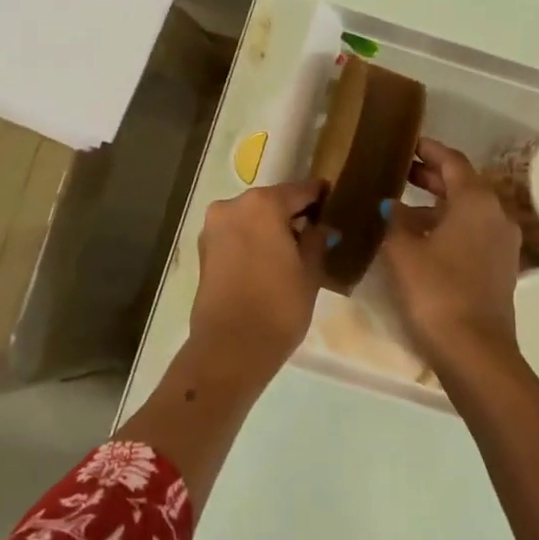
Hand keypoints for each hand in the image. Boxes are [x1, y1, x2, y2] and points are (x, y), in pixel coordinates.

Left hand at [190, 179, 329, 378]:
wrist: (230, 349)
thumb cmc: (278, 306)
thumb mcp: (310, 272)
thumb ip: (316, 240)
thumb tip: (319, 228)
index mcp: (263, 203)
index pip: (301, 191)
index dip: (320, 197)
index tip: (335, 203)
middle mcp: (233, 205)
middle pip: (272, 202)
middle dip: (292, 214)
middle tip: (315, 232)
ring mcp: (213, 227)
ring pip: (251, 218)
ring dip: (270, 228)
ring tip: (291, 251)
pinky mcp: (203, 250)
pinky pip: (236, 235)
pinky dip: (252, 241)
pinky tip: (268, 262)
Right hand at [380, 139, 522, 367]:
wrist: (475, 351)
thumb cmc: (436, 291)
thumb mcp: (403, 251)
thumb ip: (394, 220)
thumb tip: (390, 204)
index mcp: (476, 200)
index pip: (452, 161)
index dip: (428, 150)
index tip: (407, 144)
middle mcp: (496, 214)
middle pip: (463, 184)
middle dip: (431, 176)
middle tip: (400, 171)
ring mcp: (502, 243)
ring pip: (468, 210)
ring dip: (438, 204)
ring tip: (403, 205)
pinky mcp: (500, 267)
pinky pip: (473, 232)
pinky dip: (449, 226)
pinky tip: (422, 238)